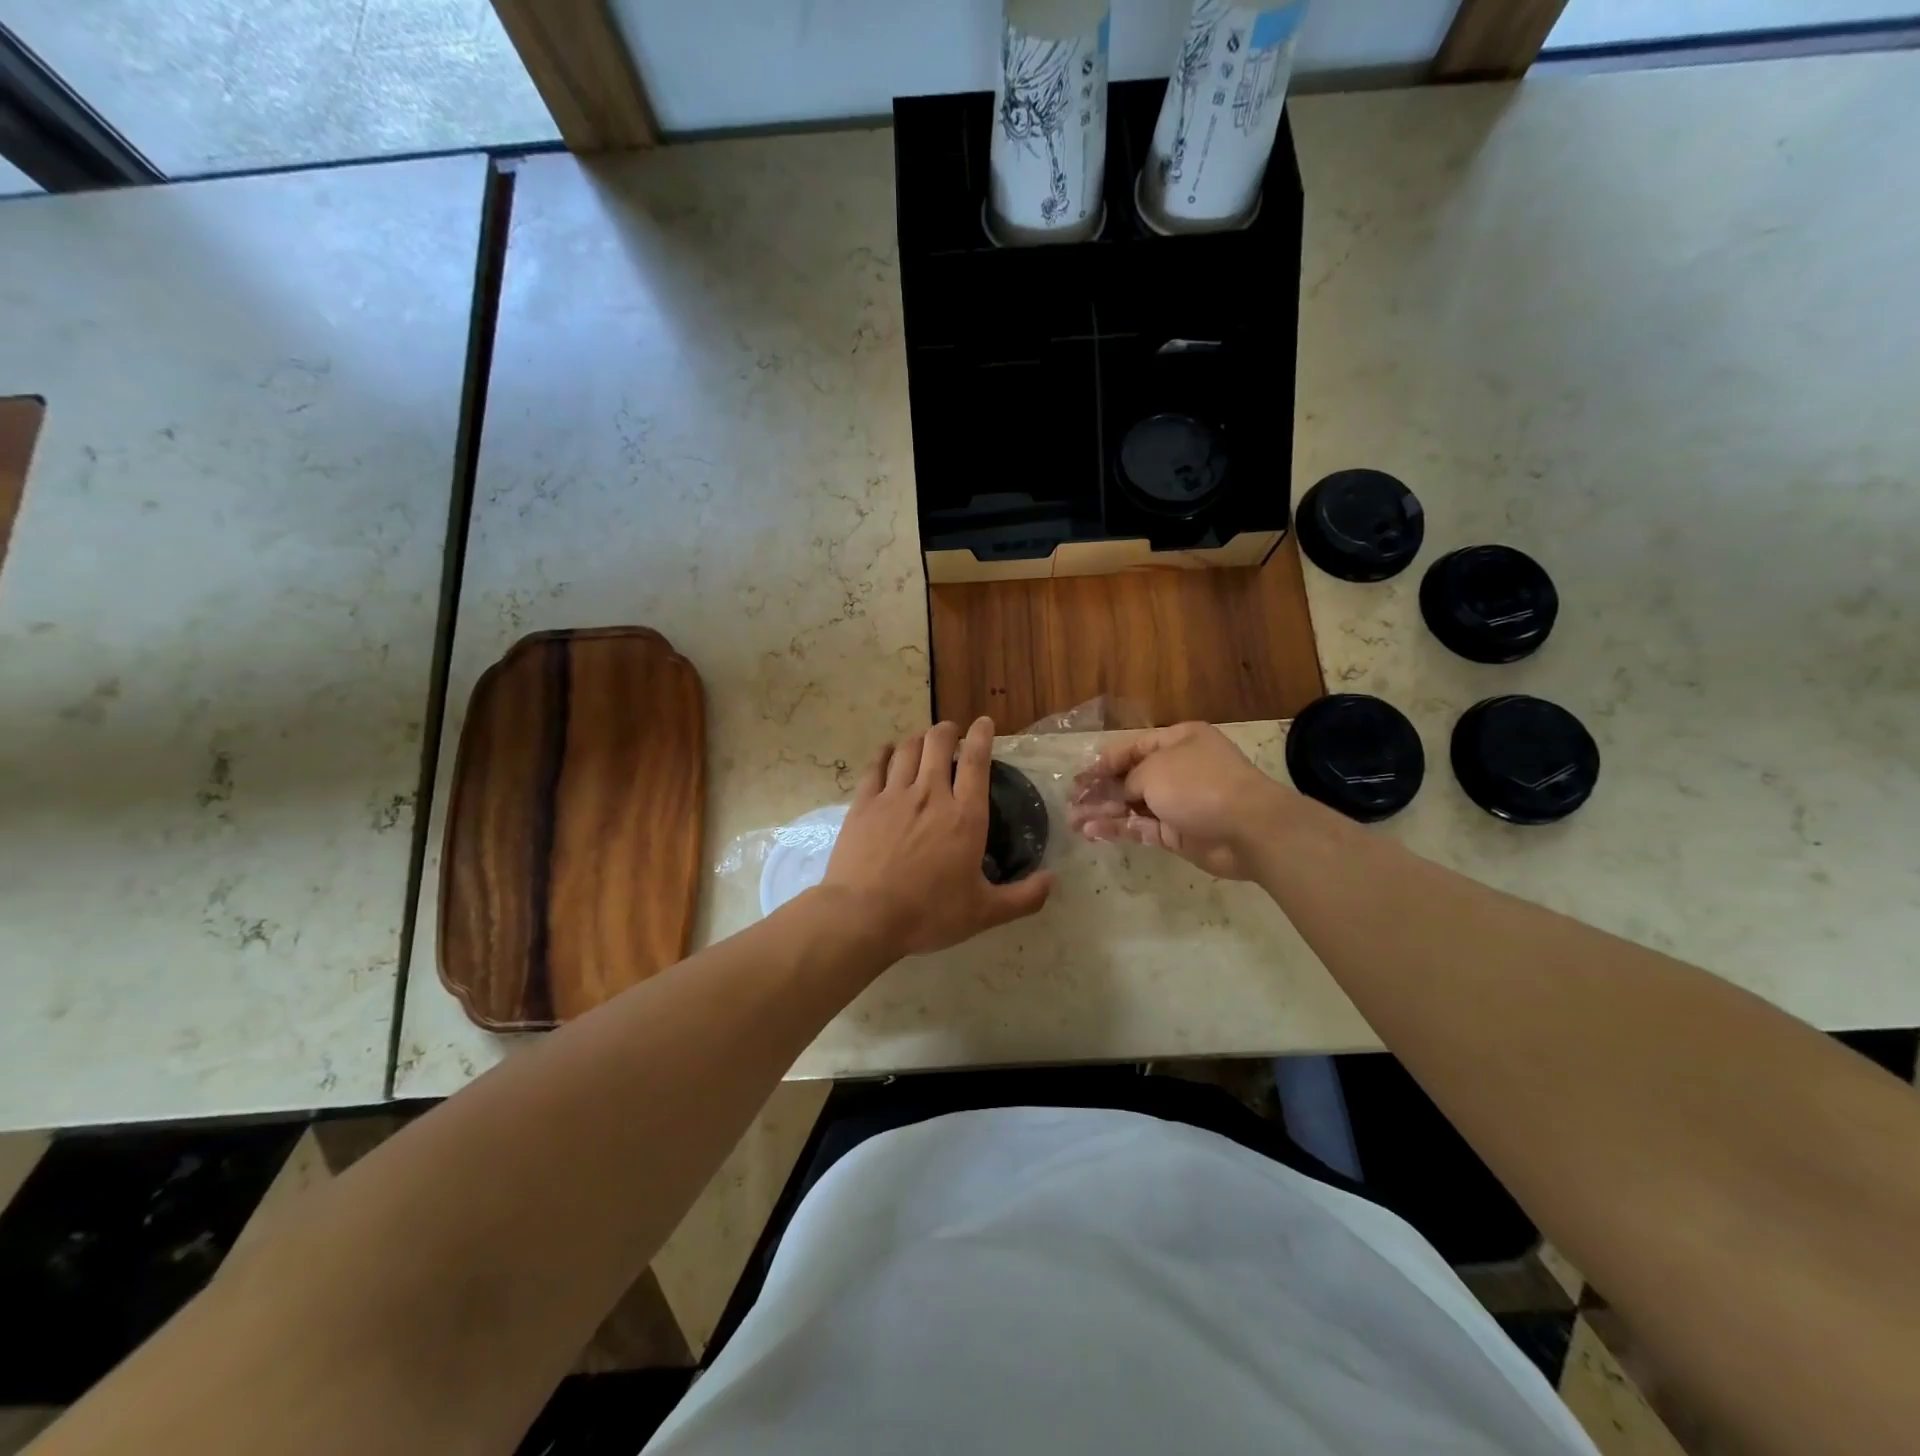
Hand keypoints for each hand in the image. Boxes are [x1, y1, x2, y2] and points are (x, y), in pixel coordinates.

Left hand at [821, 718, 1055, 958]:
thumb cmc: (929, 914)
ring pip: (908, 748)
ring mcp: (893, 795)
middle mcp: (930, 795)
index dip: (982, 735)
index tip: (984, 723)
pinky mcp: (864, 803)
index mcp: (965, 816)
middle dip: (948, 730)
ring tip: (923, 741)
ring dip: (919, 738)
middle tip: (952, 733)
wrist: (864, 916)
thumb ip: (1024, 898)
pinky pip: (876, 764)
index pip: (976, 761)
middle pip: (938, 743)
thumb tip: (1053, 879)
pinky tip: (889, 751)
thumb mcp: (984, 913)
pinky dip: (886, 752)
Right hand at [1068, 722, 1289, 880]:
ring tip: (1073, 820)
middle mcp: (1178, 768)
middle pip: (1130, 778)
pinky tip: (1092, 832)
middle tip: (1071, 800)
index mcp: (1178, 741)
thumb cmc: (1198, 784)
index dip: (1105, 761)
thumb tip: (1120, 795)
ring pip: (1132, 805)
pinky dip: (1118, 829)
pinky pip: (1141, 827)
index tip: (1080, 776)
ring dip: (1103, 812)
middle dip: (1100, 789)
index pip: (1133, 747)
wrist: (1246, 827)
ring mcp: (1179, 802)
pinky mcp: (1178, 833)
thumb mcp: (1154, 770)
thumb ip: (1128, 781)